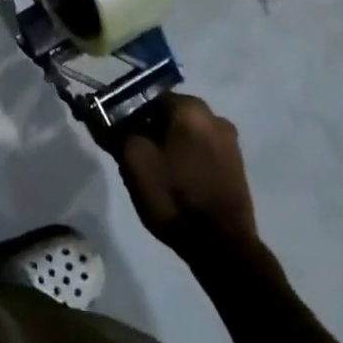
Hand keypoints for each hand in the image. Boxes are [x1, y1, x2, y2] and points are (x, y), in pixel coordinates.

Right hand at [119, 95, 258, 253]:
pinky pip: (200, 149)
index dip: (126, 113)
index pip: (147, 96)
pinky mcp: (236, 165)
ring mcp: (229, 142)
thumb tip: (106, 116)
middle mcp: (215, 116)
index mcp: (190, 108)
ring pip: (185, 132)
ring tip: (152, 168)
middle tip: (131, 152)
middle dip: (148, 127)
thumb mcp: (133, 160)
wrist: (220, 245)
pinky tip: (174, 177)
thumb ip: (117, 130)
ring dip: (167, 143)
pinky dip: (185, 156)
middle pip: (168, 113)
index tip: (115, 133)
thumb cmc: (172, 195)